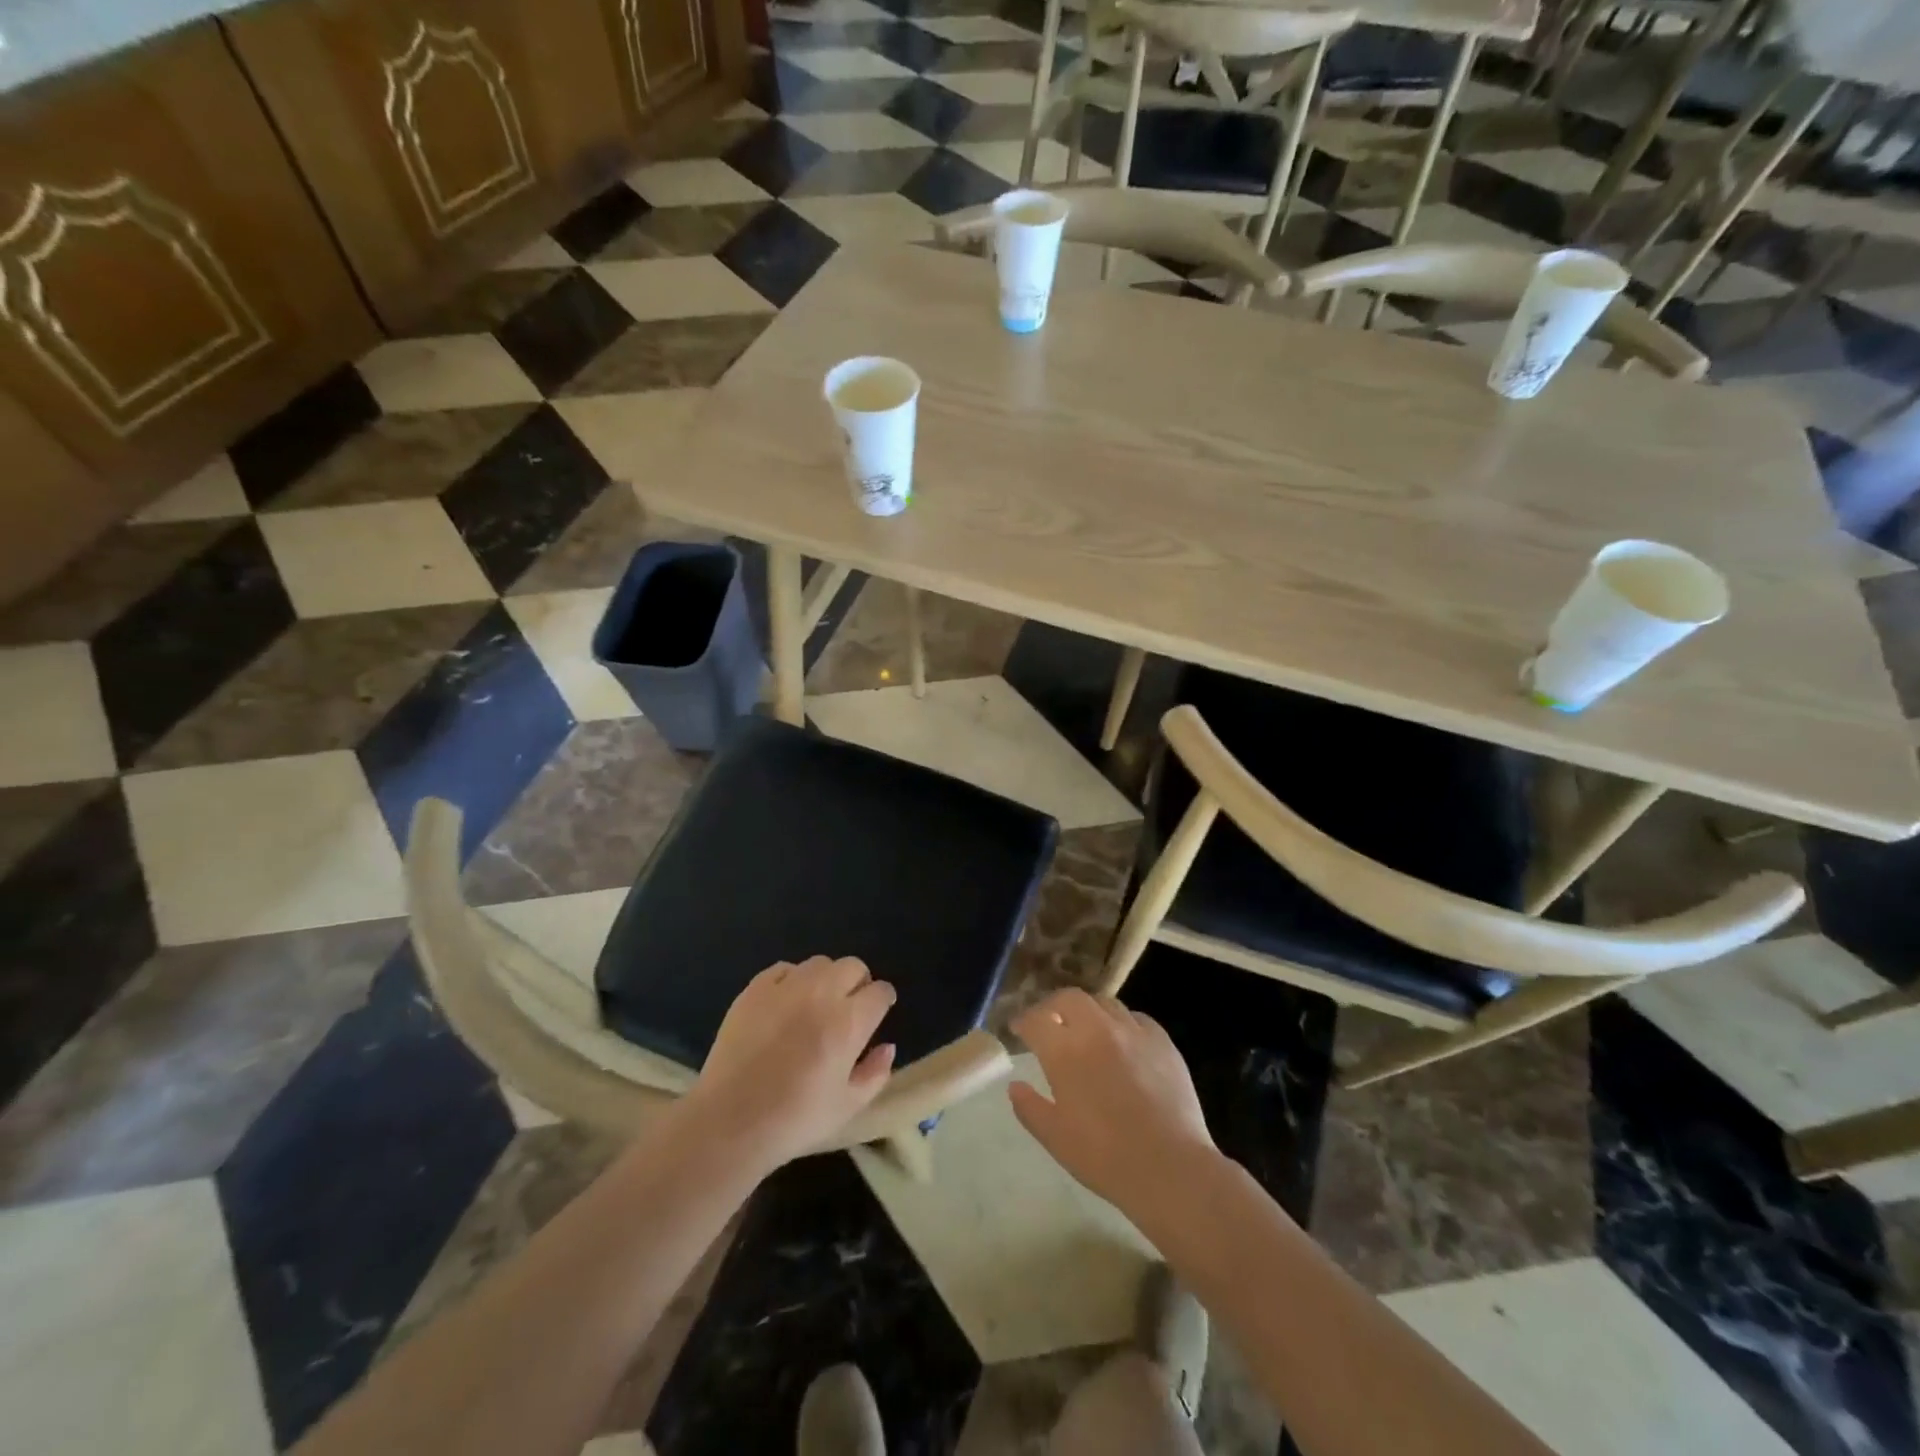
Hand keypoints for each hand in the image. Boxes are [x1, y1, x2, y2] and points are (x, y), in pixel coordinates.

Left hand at [684, 956, 896, 1170]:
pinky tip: (785, 1004)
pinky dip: (791, 980)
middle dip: (858, 983)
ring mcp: (785, 988)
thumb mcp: (847, 1107)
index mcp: (849, 1023)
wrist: (730, 1122)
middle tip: (847, 1009)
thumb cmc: (795, 1120)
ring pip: (819, 963)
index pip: (880, 992)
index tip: (876, 1015)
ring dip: (826, 979)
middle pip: (853, 966)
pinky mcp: (754, 989)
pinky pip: (783, 969)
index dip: (882, 1002)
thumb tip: (887, 1047)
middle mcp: (821, 994)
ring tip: (815, 1004)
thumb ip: (875, 1074)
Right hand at [1009, 989, 1214, 1213]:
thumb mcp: (1055, 1138)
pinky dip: (1121, 1024)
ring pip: (1104, 1003)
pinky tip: (1122, 1042)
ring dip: (1088, 1012)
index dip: (1023, 1022)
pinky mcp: (1162, 1041)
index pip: (1036, 1020)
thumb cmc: (1105, 1157)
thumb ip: (1030, 1107)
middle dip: (1053, 1006)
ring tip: (1086, 1030)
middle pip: (1069, 998)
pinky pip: (1136, 1018)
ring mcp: (1133, 1032)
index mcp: (1065, 1052)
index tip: (1018, 1030)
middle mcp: (1097, 1030)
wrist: (1170, 1168)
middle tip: (1049, 1023)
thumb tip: (1015, 1086)